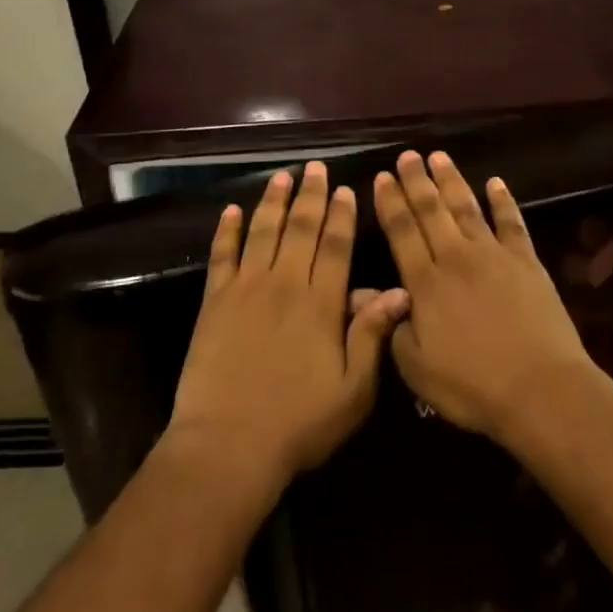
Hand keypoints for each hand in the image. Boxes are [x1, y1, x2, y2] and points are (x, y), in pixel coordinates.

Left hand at [170, 162, 410, 489]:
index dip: (343, 216)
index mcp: (321, 304)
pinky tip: (231, 211)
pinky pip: (221, 255)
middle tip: (315, 167)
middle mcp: (285, 284)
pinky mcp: (213, 301)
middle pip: (300, 229)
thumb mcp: (353, 391)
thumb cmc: (298, 423)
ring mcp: (245, 289)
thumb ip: (372, 336)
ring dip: (273, 201)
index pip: (336, 247)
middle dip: (311, 196)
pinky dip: (226, 231)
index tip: (347, 189)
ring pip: (262, 232)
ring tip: (282, 176)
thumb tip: (399, 291)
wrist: (228, 444)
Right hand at [374, 150, 591, 438]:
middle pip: (431, 211)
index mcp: (424, 283)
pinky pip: (512, 223)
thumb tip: (361, 294)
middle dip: (416, 181)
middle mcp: (455, 258)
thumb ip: (388, 326)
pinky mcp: (526, 262)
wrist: (540, 390)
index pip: (401, 232)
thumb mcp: (415, 368)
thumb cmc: (471, 386)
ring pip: (466, 208)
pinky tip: (496, 182)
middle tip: (407, 155)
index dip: (390, 203)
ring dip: (451, 180)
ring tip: (438, 157)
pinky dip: (503, 201)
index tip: (382, 176)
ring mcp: (493, 256)